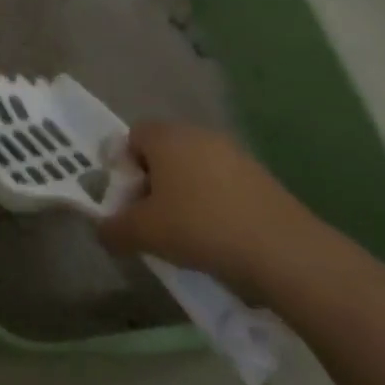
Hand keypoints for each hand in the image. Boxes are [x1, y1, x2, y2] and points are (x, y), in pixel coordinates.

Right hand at [100, 123, 330, 297]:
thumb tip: (103, 230)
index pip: (132, 136)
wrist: (281, 249)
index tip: (127, 200)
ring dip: (182, 194)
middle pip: (163, 151)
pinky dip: (211, 203)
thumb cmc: (199, 227)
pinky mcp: (259, 177)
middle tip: (149, 218)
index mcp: (167, 136)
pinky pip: (220, 183)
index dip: (123, 167)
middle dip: (152, 182)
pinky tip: (214, 235)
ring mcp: (234, 153)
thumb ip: (113, 229)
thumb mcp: (142, 234)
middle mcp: (200, 134)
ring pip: (193, 168)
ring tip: (182, 232)